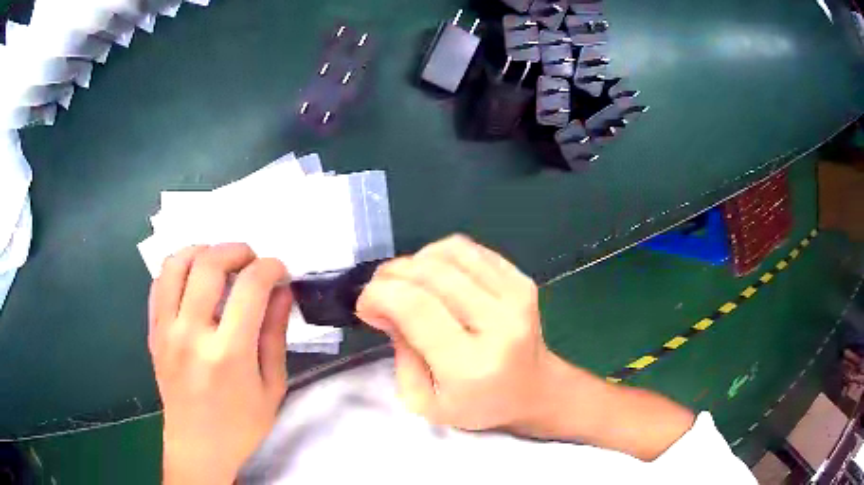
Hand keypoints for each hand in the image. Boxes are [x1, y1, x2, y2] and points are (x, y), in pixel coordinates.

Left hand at [148, 243, 292, 484]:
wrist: (197, 446)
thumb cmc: (241, 425)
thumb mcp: (272, 387)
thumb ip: (275, 335)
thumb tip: (281, 292)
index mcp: (228, 353)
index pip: (249, 287)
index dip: (269, 268)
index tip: (279, 270)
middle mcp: (191, 334)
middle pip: (209, 264)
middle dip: (236, 250)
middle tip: (251, 260)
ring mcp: (166, 331)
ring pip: (176, 264)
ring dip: (202, 251)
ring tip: (219, 262)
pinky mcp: (153, 332)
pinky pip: (159, 283)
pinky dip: (178, 269)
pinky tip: (193, 279)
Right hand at [356, 235, 551, 430]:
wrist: (533, 389)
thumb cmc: (478, 405)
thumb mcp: (425, 402)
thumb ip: (399, 354)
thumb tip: (385, 305)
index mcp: (471, 364)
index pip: (415, 307)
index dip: (379, 294)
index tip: (366, 306)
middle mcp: (499, 323)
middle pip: (430, 272)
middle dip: (391, 275)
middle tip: (380, 293)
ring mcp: (515, 296)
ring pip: (448, 252)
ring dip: (415, 261)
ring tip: (408, 284)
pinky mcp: (522, 280)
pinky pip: (469, 249)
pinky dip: (440, 256)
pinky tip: (436, 278)